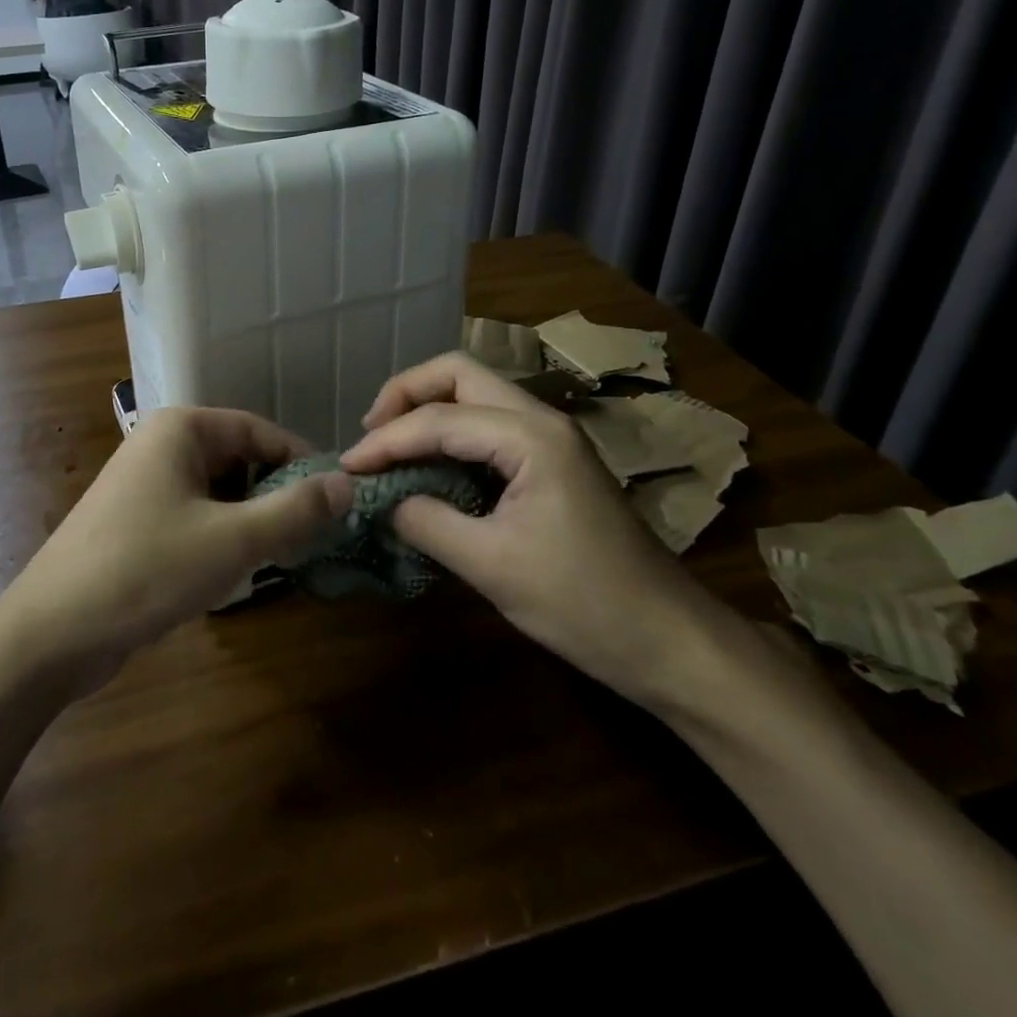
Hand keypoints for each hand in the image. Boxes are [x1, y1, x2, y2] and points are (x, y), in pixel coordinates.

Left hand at [0, 407, 351, 690]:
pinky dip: (219, 537)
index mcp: (181, 429)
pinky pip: (194, 516)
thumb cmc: (146, 570)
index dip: (302, 463)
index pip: (261, 431)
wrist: (51, 633)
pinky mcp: (135, 522)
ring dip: (249, 521)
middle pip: (240, 460)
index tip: (337, 501)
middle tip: (309, 538)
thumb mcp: (233, 539)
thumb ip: (296, 510)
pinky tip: (229, 573)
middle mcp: (160, 444)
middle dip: (275, 496)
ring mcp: (144, 484)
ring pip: (218, 492)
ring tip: (275, 558)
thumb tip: (349, 483)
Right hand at [343, 353, 731, 707]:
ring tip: (389, 447)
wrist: (670, 641)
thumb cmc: (584, 605)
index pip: (439, 419)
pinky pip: (489, 426)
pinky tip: (429, 467)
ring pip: (476, 395)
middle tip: (370, 435)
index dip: (385, 440)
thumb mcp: (492, 567)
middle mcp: (541, 420)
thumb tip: (383, 502)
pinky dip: (450, 434)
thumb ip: (427, 523)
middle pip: (459, 374)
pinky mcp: (552, 462)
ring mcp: (551, 439)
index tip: (346, 467)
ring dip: (427, 410)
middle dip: (406, 394)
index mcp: (530, 437)